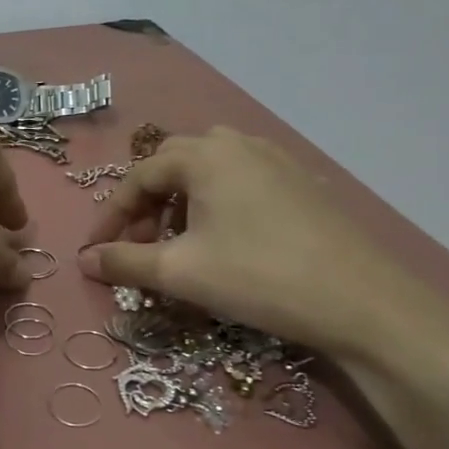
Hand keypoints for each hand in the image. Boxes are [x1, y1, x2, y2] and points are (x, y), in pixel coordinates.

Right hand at [78, 127, 448, 367]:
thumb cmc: (259, 277)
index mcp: (204, 154)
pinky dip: (215, 207)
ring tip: (177, 246)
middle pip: (172, 167)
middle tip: (137, 246)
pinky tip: (223, 243)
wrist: (365, 304)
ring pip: (208, 174)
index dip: (111, 216)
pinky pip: (240, 183)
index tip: (95, 252)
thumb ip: (124, 262)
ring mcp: (276, 160)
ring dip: (180, 205)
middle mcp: (238, 144)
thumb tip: (83, 260)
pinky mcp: (302, 184)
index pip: (138, 177)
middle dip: (145, 206)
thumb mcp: (180, 272)